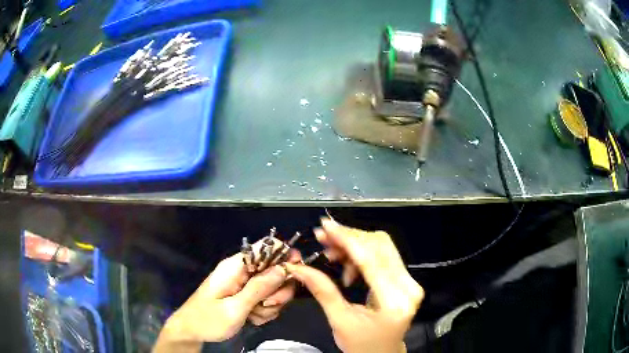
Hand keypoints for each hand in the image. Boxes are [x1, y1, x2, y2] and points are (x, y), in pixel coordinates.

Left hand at [154, 244, 298, 352]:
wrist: (192, 331)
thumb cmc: (208, 319)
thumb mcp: (234, 308)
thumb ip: (259, 288)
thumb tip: (283, 268)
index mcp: (236, 266)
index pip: (266, 247)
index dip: (285, 255)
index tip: (295, 273)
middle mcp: (242, 271)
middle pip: (275, 270)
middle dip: (278, 290)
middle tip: (267, 305)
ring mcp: (245, 284)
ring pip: (273, 288)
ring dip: (270, 305)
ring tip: (254, 316)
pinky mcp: (246, 295)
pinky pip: (266, 299)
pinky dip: (264, 311)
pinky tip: (253, 319)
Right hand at [286, 218, 423, 352]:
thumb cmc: (361, 345)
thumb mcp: (340, 321)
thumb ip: (323, 291)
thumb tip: (299, 268)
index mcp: (393, 301)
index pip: (370, 259)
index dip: (346, 238)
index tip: (325, 226)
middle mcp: (408, 287)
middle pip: (380, 246)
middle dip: (349, 238)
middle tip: (324, 238)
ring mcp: (410, 282)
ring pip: (382, 247)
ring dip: (354, 246)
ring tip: (332, 255)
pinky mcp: (405, 280)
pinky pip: (383, 256)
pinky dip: (362, 255)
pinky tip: (348, 267)